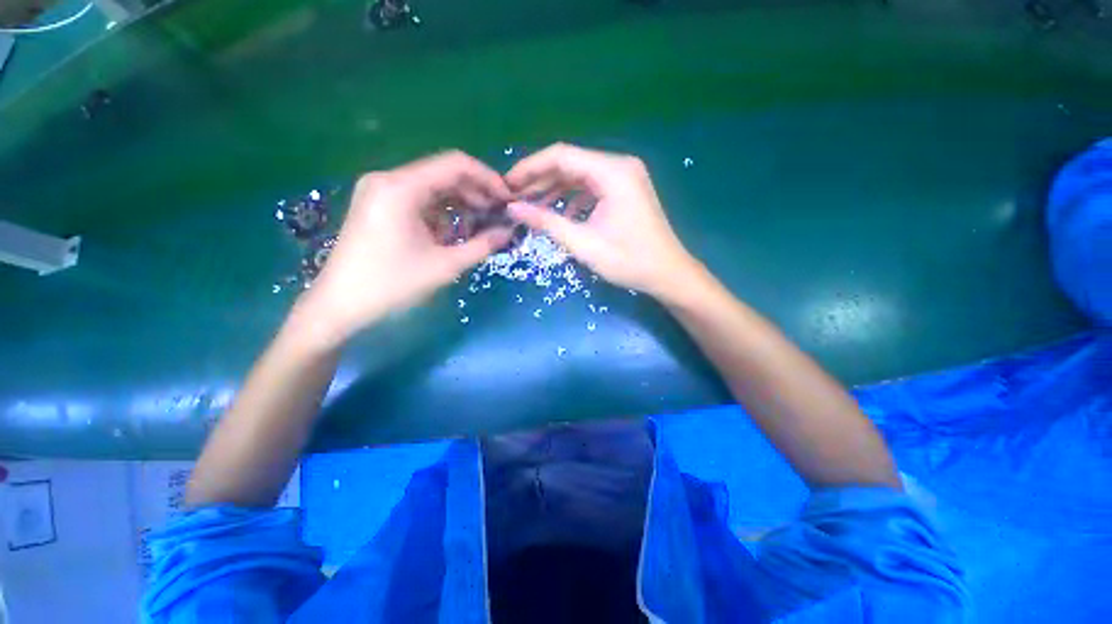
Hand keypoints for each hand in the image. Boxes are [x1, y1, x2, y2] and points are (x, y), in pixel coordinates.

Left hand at [294, 151, 512, 348]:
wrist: (340, 305)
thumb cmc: (392, 285)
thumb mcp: (445, 266)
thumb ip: (482, 246)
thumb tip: (508, 232)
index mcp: (402, 188)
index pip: (455, 164)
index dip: (488, 179)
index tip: (508, 200)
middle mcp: (388, 179)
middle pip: (444, 174)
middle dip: (476, 193)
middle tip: (498, 216)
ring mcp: (380, 191)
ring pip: (432, 187)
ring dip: (460, 204)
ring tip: (480, 226)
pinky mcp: (378, 205)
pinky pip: (419, 200)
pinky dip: (441, 213)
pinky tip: (452, 234)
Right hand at [505, 143, 701, 298]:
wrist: (668, 274)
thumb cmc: (629, 261)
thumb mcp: (584, 244)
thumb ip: (547, 223)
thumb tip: (513, 208)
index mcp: (612, 172)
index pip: (561, 156)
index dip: (529, 168)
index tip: (506, 185)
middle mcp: (619, 166)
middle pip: (570, 163)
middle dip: (540, 180)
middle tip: (515, 198)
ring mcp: (624, 177)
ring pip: (579, 176)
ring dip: (554, 190)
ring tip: (532, 207)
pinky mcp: (625, 190)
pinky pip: (591, 187)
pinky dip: (572, 199)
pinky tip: (561, 215)